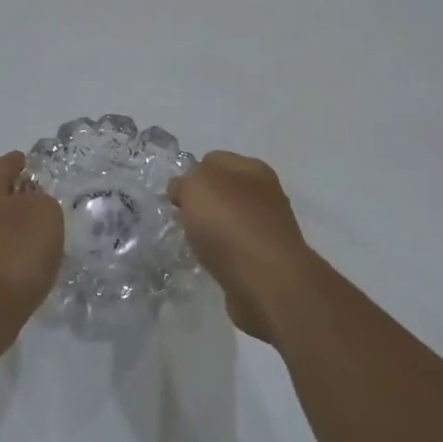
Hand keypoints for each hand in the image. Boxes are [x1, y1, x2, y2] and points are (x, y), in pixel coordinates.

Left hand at [0, 152, 64, 364]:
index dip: (28, 165)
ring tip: (37, 246)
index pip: (7, 163)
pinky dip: (1, 259)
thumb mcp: (45, 214)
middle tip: (46, 213)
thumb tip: (30, 205)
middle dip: (17, 201)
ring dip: (8, 232)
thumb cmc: (12, 254)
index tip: (44, 174)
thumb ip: (43, 200)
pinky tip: (20, 272)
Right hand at [169, 151, 318, 343]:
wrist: (267, 282)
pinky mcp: (265, 260)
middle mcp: (264, 194)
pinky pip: (234, 250)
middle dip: (199, 204)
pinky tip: (210, 264)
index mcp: (252, 169)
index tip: (175, 197)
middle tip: (181, 220)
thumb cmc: (230, 225)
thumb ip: (184, 181)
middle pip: (221, 191)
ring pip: (228, 222)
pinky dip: (220, 256)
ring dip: (210, 232)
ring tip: (193, 245)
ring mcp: (268, 228)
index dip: (190, 174)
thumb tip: (183, 189)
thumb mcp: (196, 187)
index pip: (213, 159)